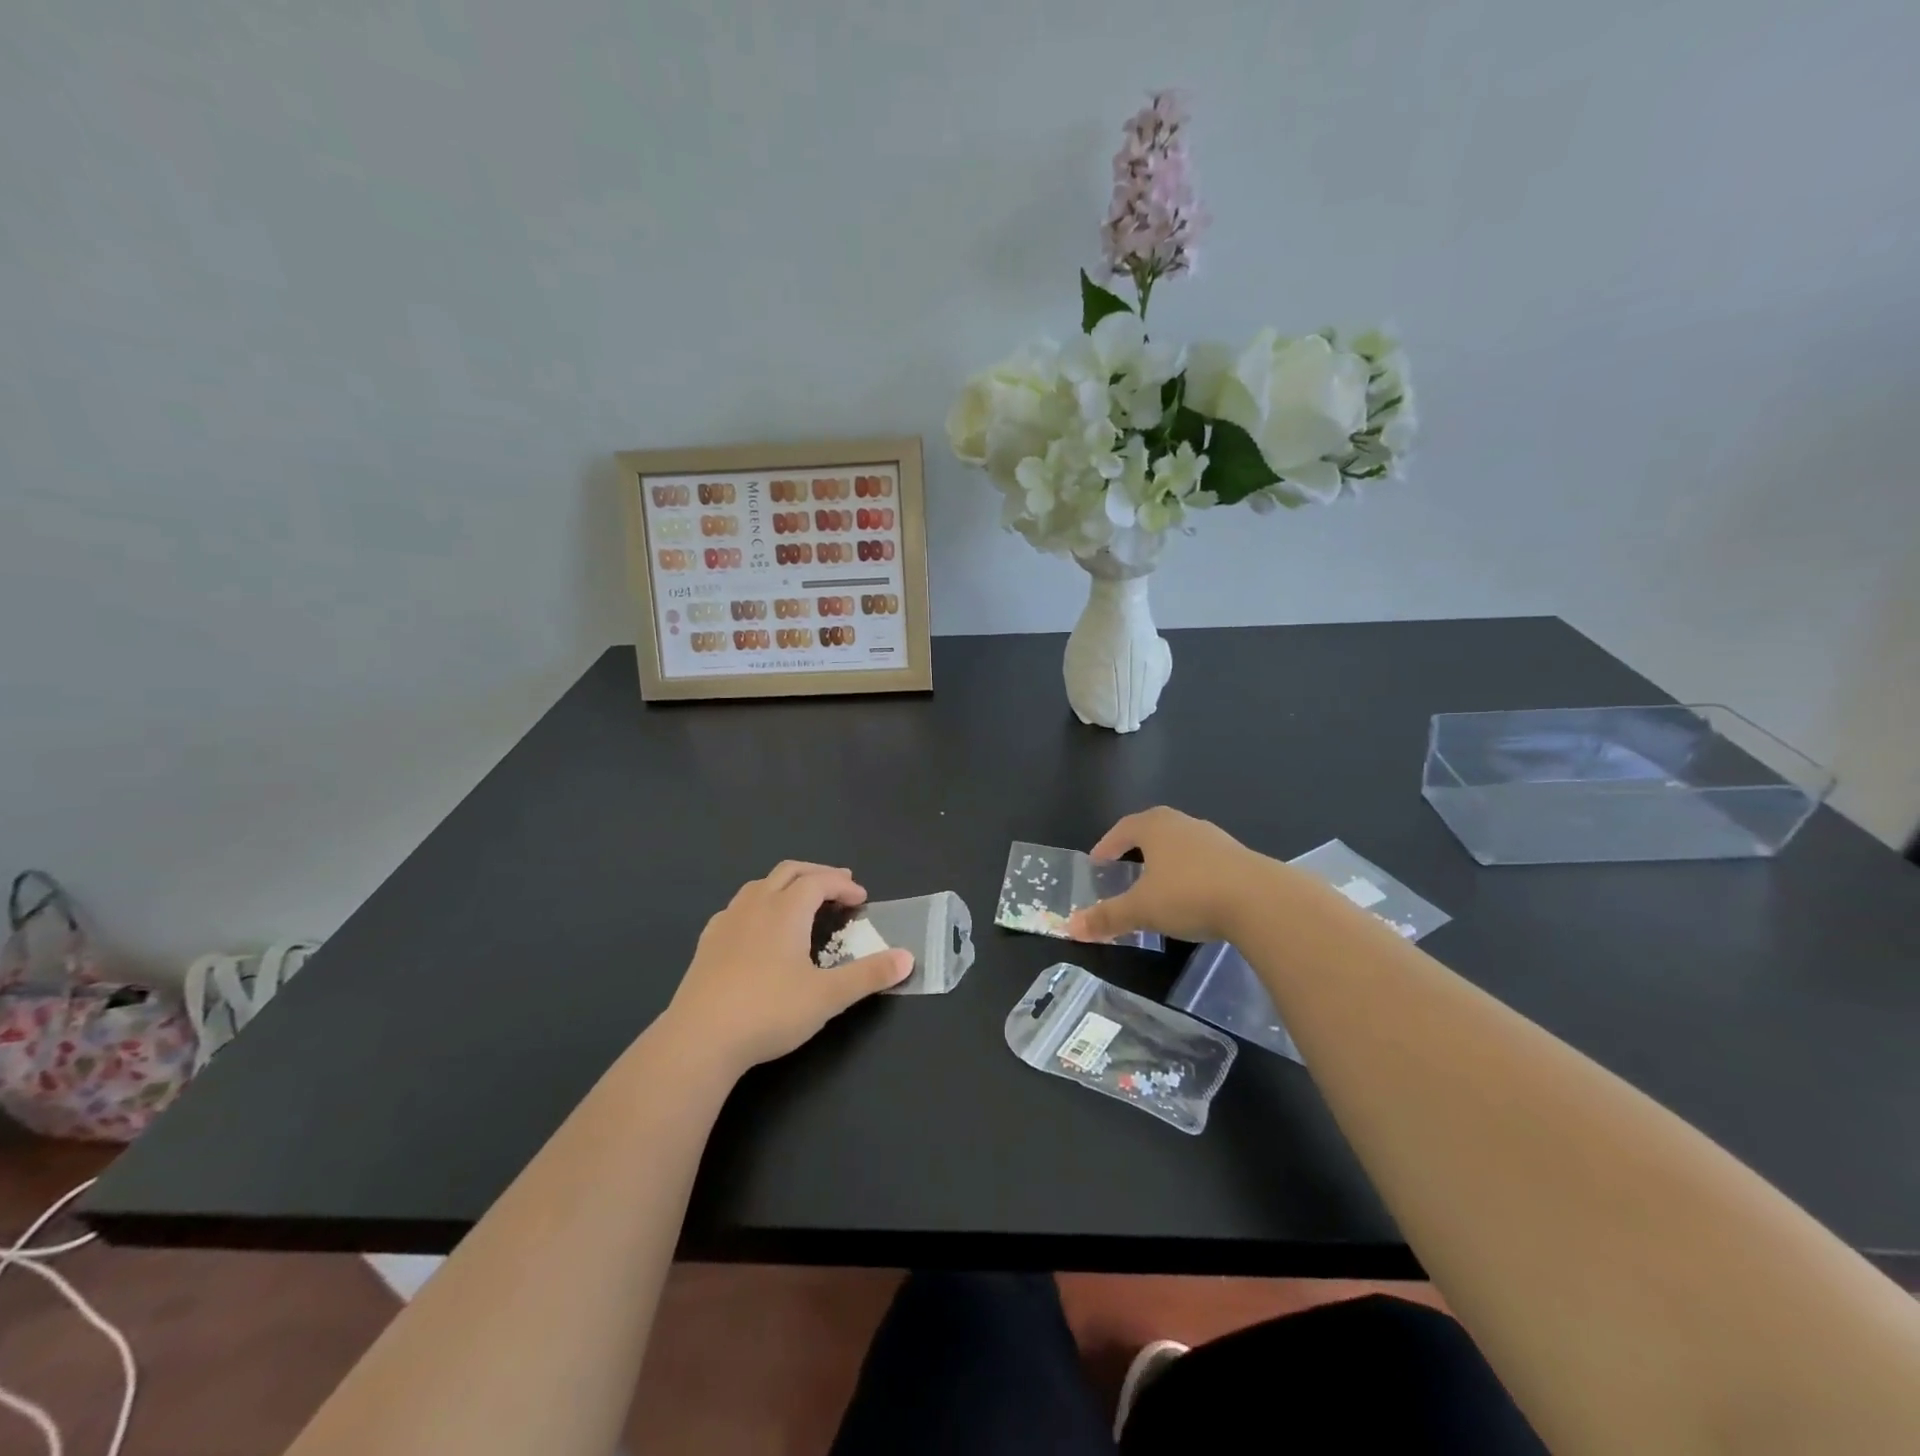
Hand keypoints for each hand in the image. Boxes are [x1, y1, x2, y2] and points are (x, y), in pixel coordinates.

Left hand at [660, 862, 911, 1076]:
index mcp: (785, 910)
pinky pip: (737, 908)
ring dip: (785, 885)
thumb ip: (869, 975)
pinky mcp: (707, 944)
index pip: (819, 881)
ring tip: (800, 901)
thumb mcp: (828, 996)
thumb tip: (908, 958)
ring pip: (759, 886)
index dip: (843, 885)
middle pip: (789, 872)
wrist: (699, 1039)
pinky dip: (758, 905)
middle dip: (816, 874)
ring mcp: (726, 922)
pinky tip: (758, 929)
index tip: (861, 899)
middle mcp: (755, 906)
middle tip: (838, 886)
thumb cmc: (769, 1011)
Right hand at [1066, 807, 1273, 944]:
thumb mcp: (1142, 910)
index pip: (1124, 828)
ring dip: (1166, 859)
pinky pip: (1204, 860)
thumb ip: (1107, 917)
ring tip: (1157, 882)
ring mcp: (1215, 839)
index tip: (1097, 861)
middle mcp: (1184, 824)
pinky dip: (1191, 872)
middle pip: (1153, 829)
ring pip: (1181, 844)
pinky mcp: (1240, 858)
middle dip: (1137, 846)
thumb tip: (1071, 926)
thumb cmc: (1190, 894)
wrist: (1261, 901)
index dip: (1108, 844)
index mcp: (1156, 827)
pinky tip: (1193, 895)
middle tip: (1124, 866)